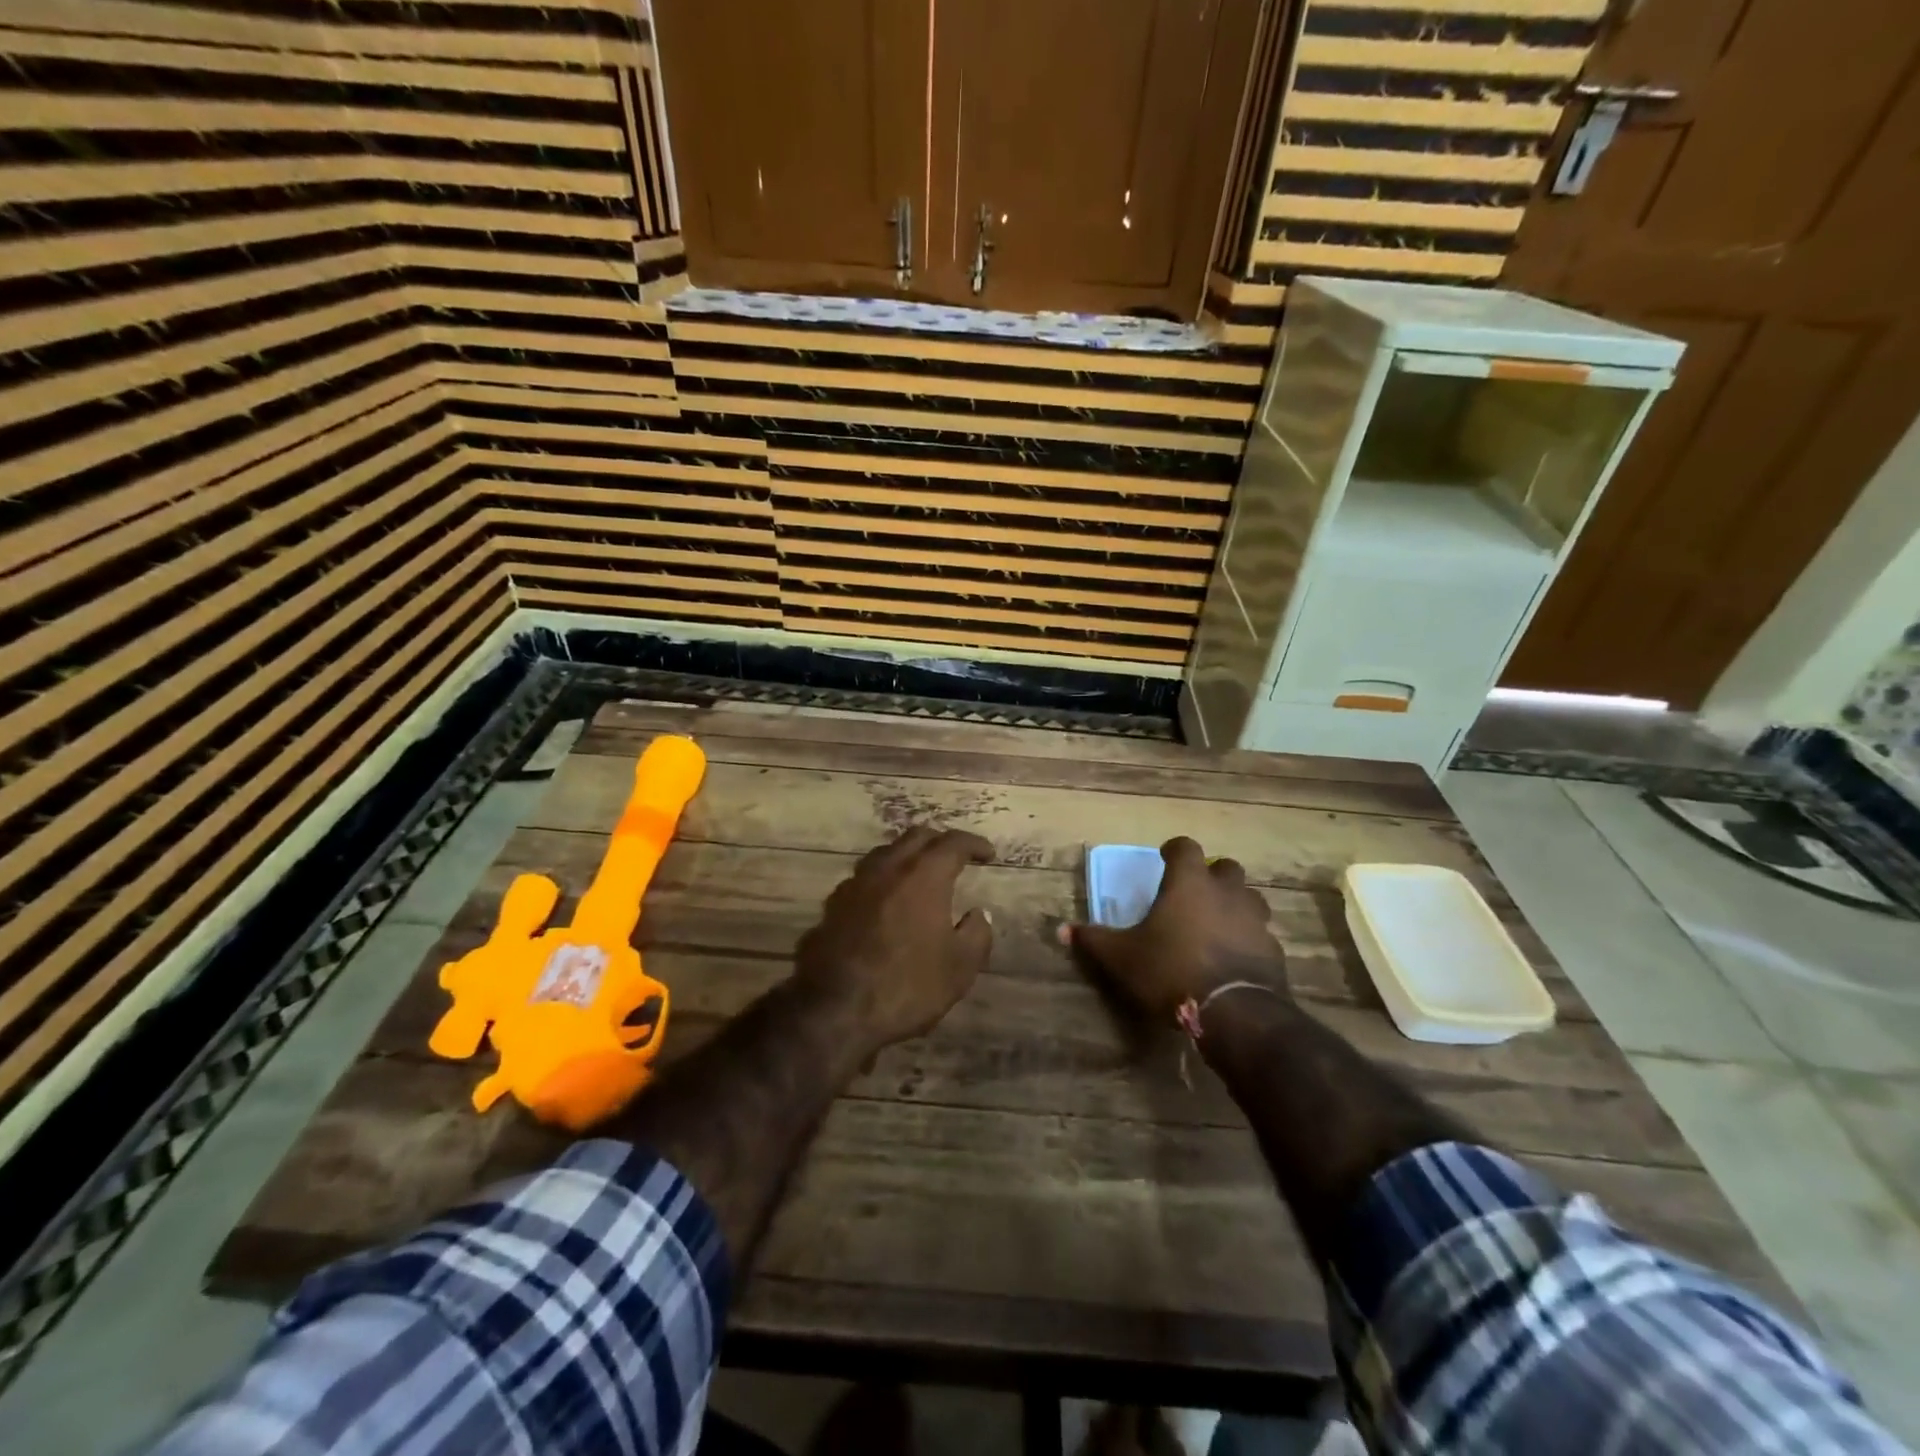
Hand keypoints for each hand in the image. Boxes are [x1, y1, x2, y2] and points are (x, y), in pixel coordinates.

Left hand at [795, 826, 995, 1051]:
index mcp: (922, 876)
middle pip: (915, 838)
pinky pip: (863, 881)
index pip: (952, 844)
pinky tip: (885, 903)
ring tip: (919, 875)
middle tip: (955, 856)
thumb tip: (978, 915)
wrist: (833, 1011)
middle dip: (939, 842)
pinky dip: (881, 882)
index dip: (973, 844)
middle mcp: (886, 869)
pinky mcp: (831, 907)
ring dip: (906, 858)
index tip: (988, 854)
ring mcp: (853, 886)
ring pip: (884, 855)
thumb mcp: (959, 968)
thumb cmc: (906, 986)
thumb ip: (976, 935)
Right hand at [1062, 836, 1285, 1018]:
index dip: (1175, 849)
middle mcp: (1226, 892)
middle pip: (1227, 868)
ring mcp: (1255, 920)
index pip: (1186, 847)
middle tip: (1195, 892)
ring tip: (1217, 923)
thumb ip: (1094, 940)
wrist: (1235, 1012)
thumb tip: (1062, 930)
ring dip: (1235, 905)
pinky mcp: (1273, 950)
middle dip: (1212, 875)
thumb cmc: (1171, 970)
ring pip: (1250, 899)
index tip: (1165, 858)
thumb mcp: (1122, 957)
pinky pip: (1260, 934)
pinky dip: (1248, 939)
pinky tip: (1233, 957)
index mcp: (1189, 883)